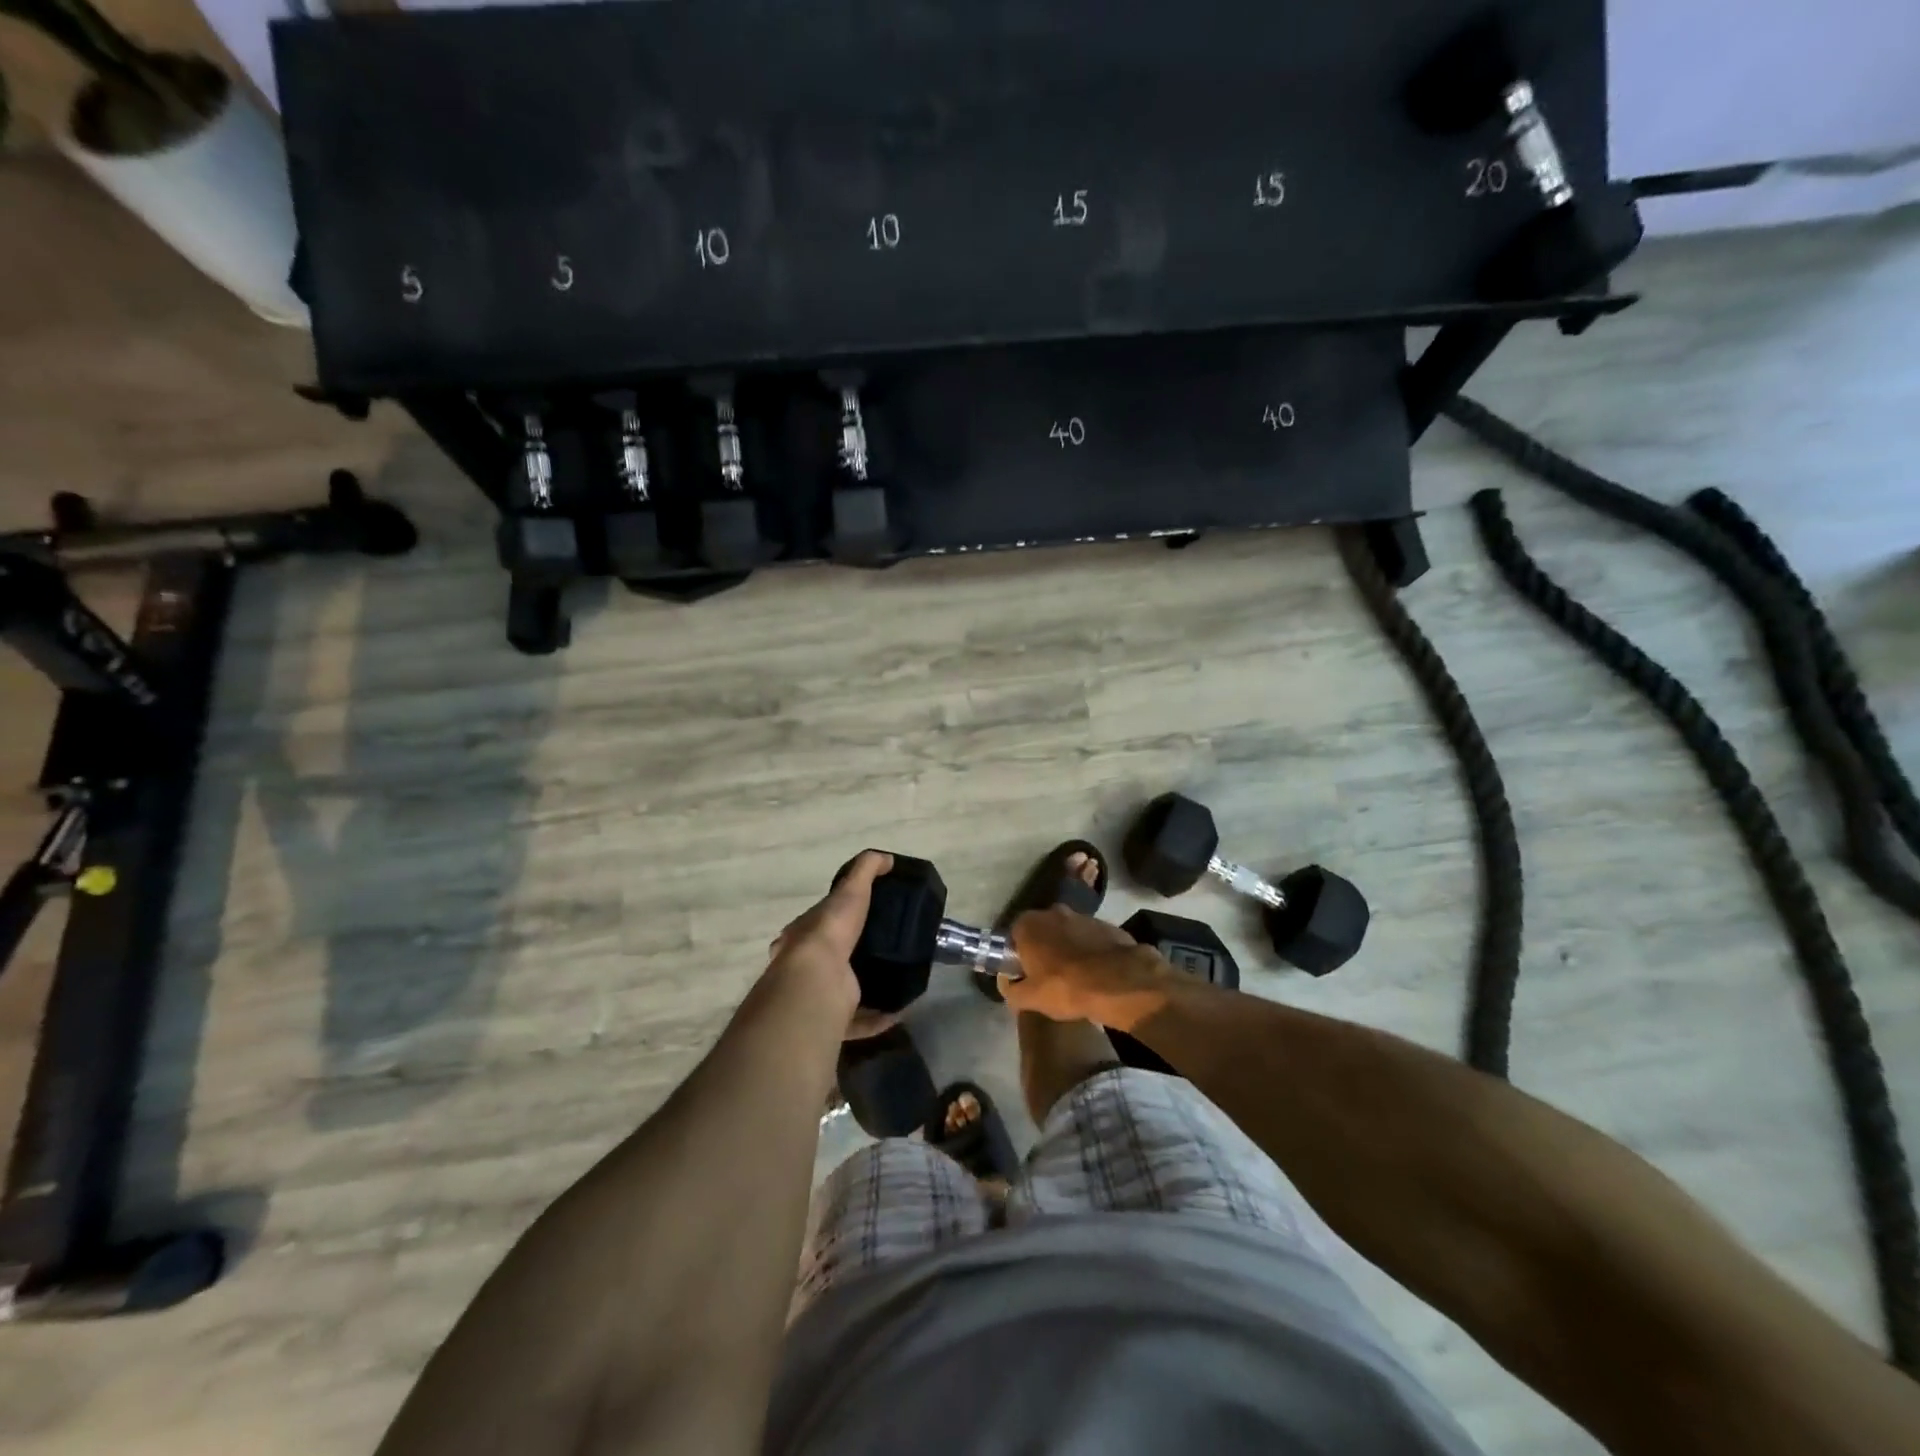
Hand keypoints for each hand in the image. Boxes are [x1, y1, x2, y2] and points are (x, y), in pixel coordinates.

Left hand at [765, 850, 897, 1038]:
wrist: (816, 981)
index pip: (819, 924)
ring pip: (843, 992)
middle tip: (886, 950)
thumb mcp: (850, 890)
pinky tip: (900, 1008)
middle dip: (854, 956)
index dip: (839, 919)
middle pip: (831, 960)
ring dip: (868, 988)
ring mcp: (818, 996)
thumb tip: (887, 859)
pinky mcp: (833, 1021)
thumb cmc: (829, 930)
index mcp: (803, 936)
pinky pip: (859, 1021)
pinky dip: (879, 1017)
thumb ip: (866, 870)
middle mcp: (805, 967)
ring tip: (897, 978)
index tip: (865, 919)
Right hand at [999, 906, 1173, 1029]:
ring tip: (1074, 976)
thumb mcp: (1030, 999)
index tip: (1024, 973)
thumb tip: (1008, 984)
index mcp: (1029, 924)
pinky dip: (1090, 950)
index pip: (1014, 935)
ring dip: (1067, 948)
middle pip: (1042, 931)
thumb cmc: (1065, 987)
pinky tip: (1095, 972)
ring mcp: (1082, 916)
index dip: (1018, 954)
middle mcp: (1053, 912)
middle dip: (1043, 948)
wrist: (1117, 981)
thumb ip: (1011, 990)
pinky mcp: (1106, 925)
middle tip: (1047, 974)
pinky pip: (1090, 938)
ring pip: (1067, 932)